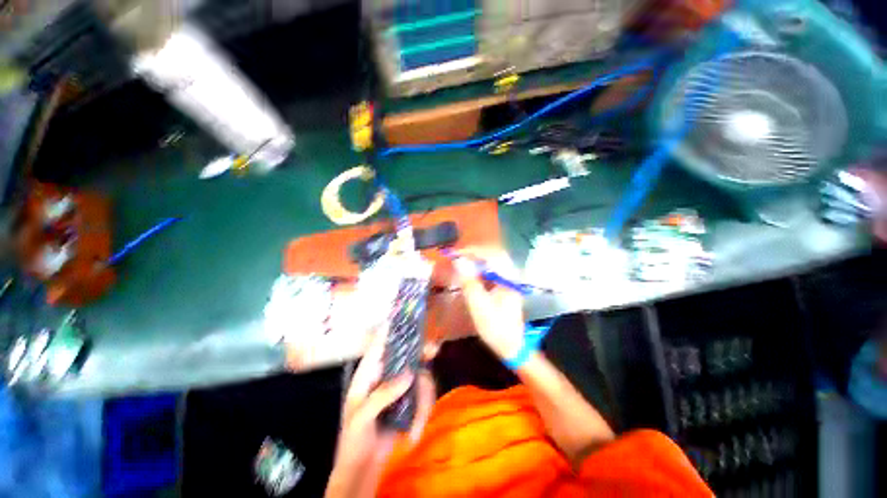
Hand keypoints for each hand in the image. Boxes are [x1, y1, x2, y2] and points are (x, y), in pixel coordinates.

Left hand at [326, 328, 434, 496]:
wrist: (362, 468)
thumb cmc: (352, 440)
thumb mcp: (362, 416)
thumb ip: (383, 394)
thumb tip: (410, 374)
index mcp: (368, 372)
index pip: (379, 344)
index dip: (391, 327)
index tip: (404, 315)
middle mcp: (386, 374)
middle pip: (408, 354)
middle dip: (422, 353)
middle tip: (433, 351)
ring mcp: (400, 387)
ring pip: (421, 377)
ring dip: (423, 402)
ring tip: (416, 429)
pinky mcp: (410, 400)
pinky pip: (425, 396)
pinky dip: (423, 414)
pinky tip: (414, 435)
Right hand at [453, 250, 525, 359]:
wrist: (512, 346)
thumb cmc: (496, 327)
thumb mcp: (479, 306)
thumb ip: (469, 282)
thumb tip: (458, 261)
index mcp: (508, 278)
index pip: (491, 254)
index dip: (472, 251)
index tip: (455, 253)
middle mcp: (510, 274)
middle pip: (491, 255)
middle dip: (473, 254)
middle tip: (456, 257)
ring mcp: (507, 280)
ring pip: (490, 262)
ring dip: (474, 261)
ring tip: (459, 264)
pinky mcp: (503, 286)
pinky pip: (489, 271)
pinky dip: (477, 270)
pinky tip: (468, 275)